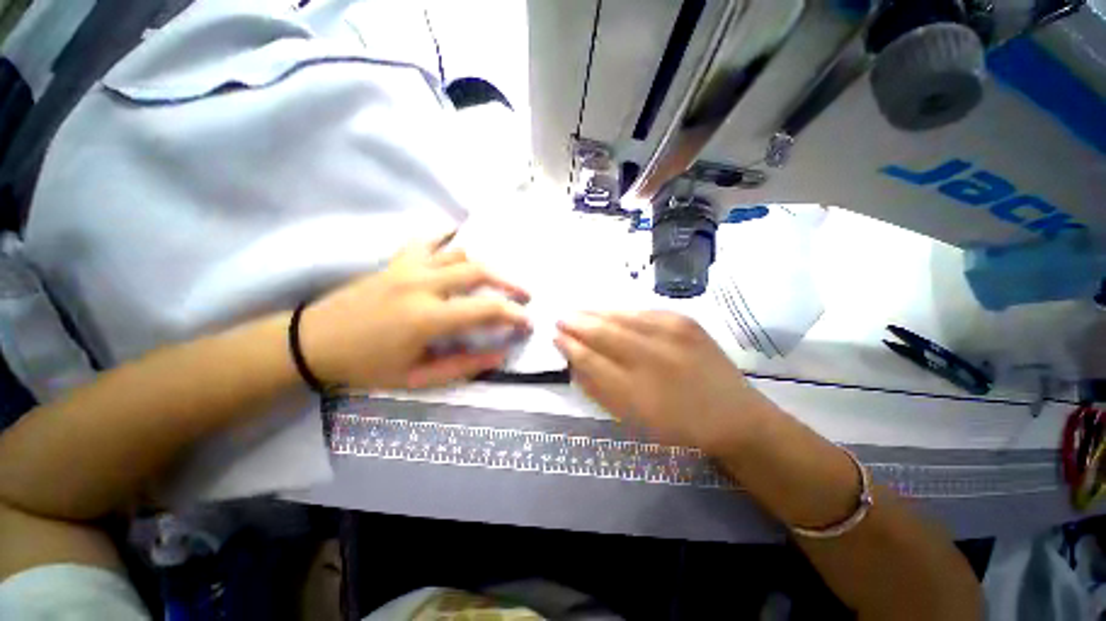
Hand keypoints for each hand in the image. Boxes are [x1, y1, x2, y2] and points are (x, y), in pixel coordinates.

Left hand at [301, 233, 530, 389]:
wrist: (313, 343)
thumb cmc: (367, 367)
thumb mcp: (418, 378)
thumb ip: (464, 365)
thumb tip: (501, 353)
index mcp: (427, 318)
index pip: (487, 309)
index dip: (514, 315)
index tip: (528, 323)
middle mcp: (423, 284)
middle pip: (480, 271)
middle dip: (510, 283)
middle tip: (525, 296)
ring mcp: (409, 267)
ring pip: (461, 253)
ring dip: (487, 265)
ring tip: (499, 280)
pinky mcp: (397, 260)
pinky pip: (428, 238)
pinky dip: (448, 235)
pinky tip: (460, 239)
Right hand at [555, 311, 778, 453]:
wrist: (733, 415)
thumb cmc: (677, 425)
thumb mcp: (632, 418)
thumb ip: (599, 388)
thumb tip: (574, 361)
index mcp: (636, 389)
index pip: (591, 359)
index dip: (570, 346)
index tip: (555, 337)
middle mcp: (652, 355)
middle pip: (603, 332)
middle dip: (577, 324)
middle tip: (561, 319)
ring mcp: (671, 333)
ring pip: (620, 316)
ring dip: (595, 314)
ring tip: (578, 313)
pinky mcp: (684, 321)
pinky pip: (642, 311)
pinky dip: (620, 312)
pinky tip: (608, 313)